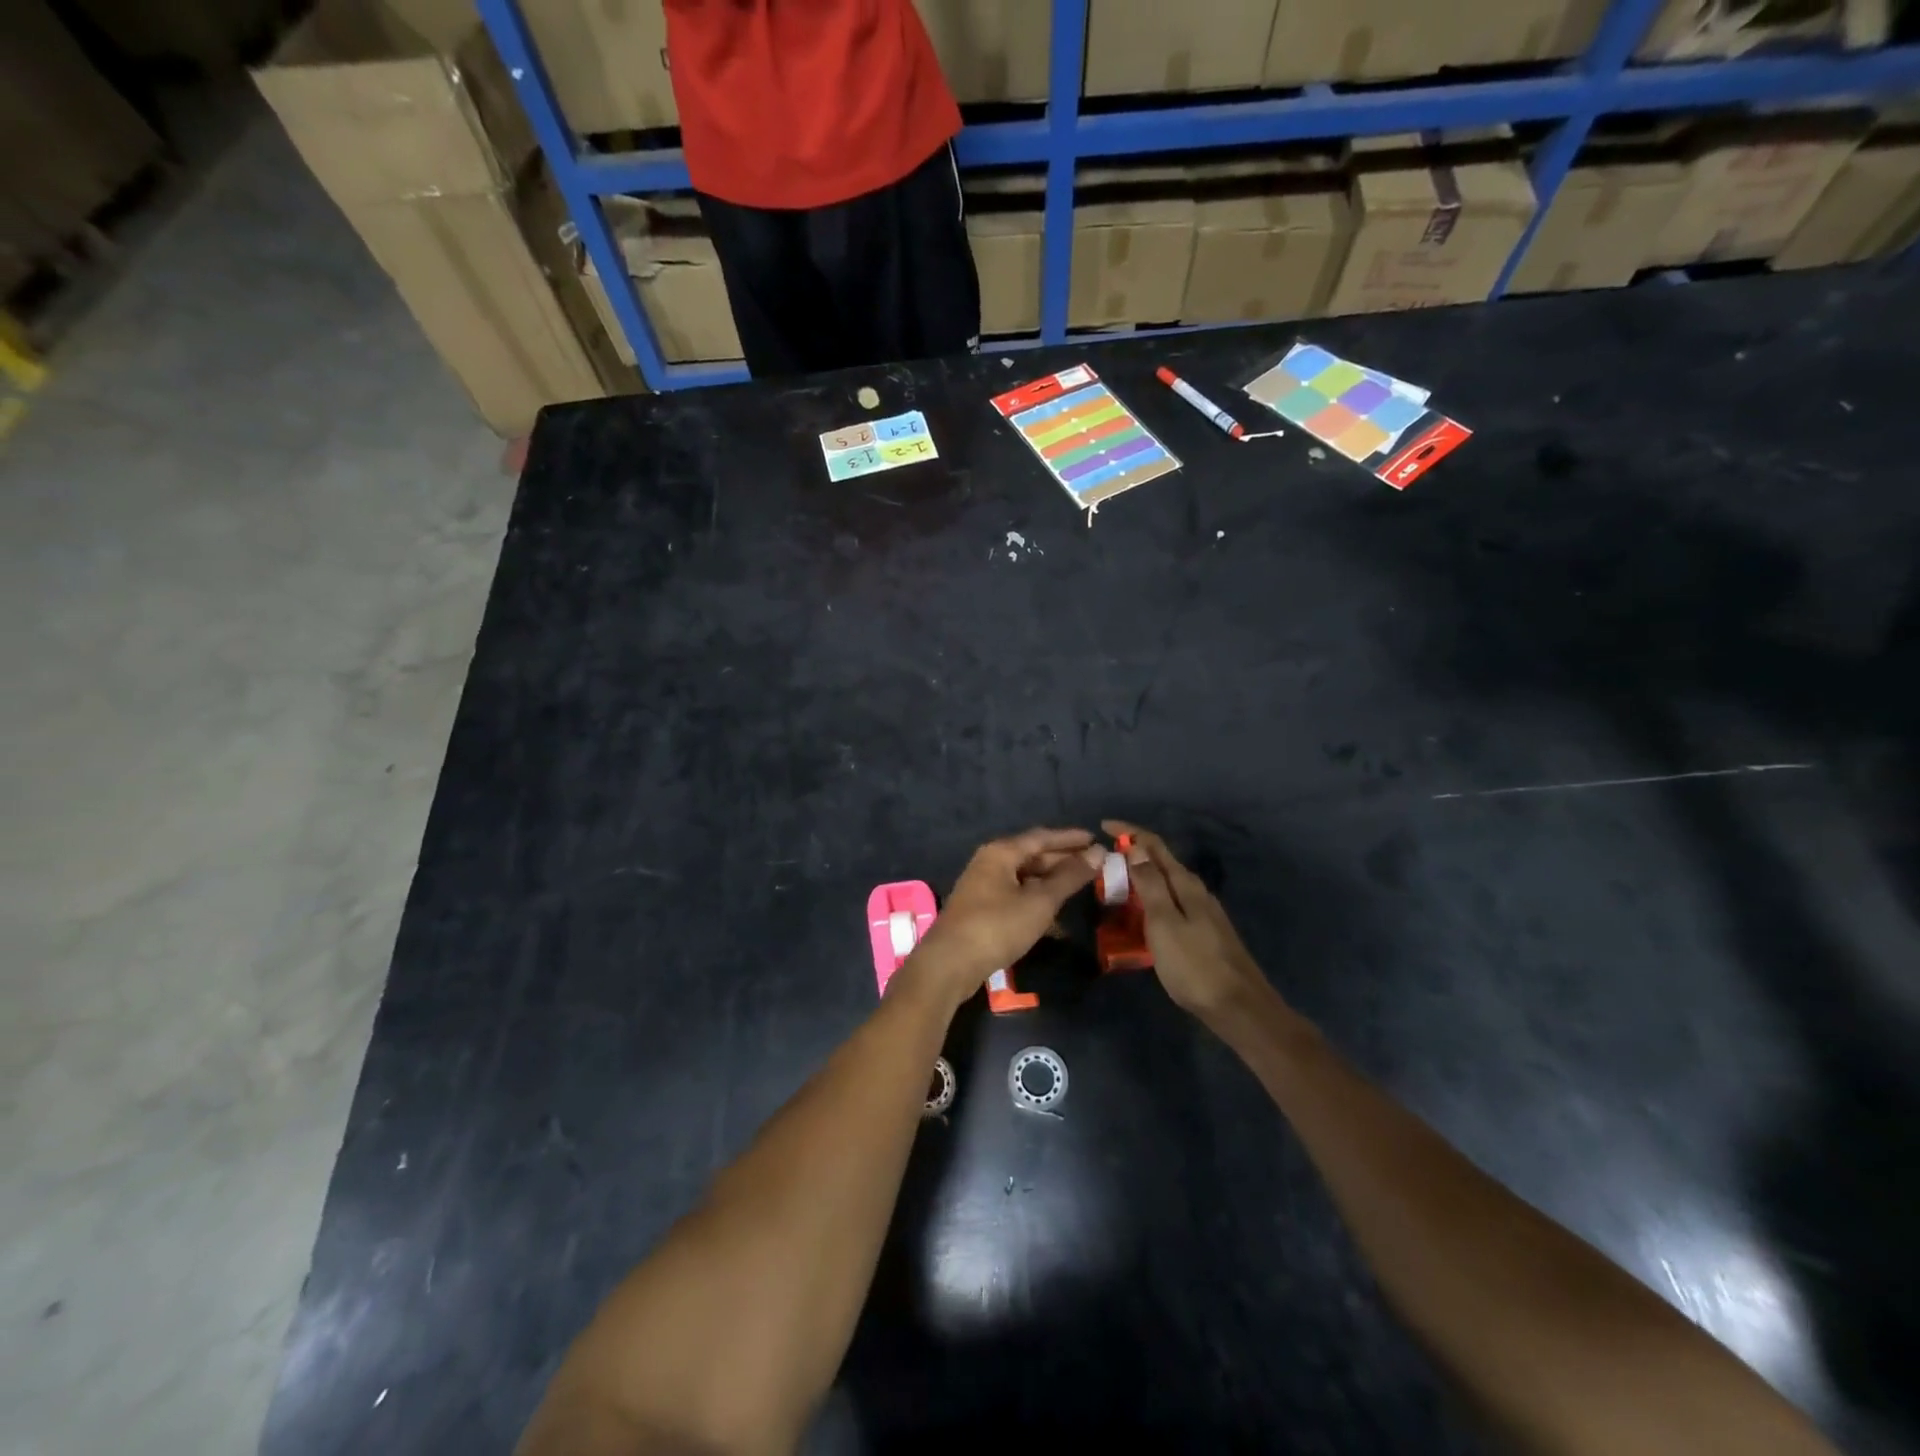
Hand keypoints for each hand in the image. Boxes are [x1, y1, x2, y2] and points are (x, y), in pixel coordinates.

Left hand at [905, 828, 1104, 1003]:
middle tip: (1093, 864)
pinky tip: (1054, 915)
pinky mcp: (981, 909)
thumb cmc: (997, 926)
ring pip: (1024, 877)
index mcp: (1001, 852)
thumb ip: (1069, 877)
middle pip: (1031, 855)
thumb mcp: (1039, 901)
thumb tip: (1098, 852)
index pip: (1041, 837)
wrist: (950, 964)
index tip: (1095, 839)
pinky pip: (1015, 895)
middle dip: (1062, 860)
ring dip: (1050, 881)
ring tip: (1079, 886)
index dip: (1070, 838)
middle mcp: (989, 863)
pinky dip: (1036, 899)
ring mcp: (982, 886)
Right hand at [1104, 820, 1275, 1025]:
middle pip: (1161, 862)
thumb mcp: (1164, 923)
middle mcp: (1196, 891)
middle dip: (1132, 854)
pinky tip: (1140, 915)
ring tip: (1115, 886)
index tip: (1102, 826)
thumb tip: (1135, 848)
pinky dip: (1150, 900)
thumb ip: (1150, 884)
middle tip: (1103, 861)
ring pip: (1166, 884)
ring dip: (1140, 878)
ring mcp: (1202, 912)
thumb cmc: (1195, 965)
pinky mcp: (1203, 932)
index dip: (1129, 832)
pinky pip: (1170, 904)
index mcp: (1185, 884)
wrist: (1239, 1007)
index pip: (1154, 845)